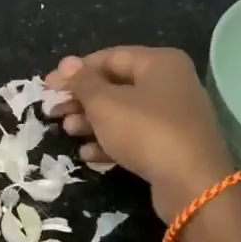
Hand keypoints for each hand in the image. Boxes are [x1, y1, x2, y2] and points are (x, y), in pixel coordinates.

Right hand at [44, 47, 236, 223]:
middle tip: (54, 112)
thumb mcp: (105, 103)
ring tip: (68, 132)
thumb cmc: (146, 131)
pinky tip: (89, 155)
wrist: (193, 184)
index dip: (74, 71)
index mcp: (159, 62)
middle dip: (82, 99)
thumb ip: (82, 82)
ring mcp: (174, 116)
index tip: (47, 86)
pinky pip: (135, 136)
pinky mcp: (172, 146)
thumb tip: (67, 63)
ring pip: (123, 113)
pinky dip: (110, 142)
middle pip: (115, 85)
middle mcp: (170, 83)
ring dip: (91, 122)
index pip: (108, 57)